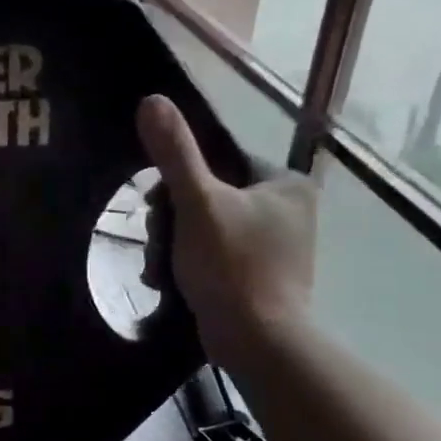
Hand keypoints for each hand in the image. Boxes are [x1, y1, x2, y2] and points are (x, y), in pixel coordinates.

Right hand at [137, 95, 315, 370]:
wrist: (255, 341)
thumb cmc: (231, 265)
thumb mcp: (197, 203)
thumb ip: (175, 153)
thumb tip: (151, 99)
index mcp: (286, 184)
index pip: (218, 163)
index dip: (180, 182)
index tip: (159, 207)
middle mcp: (288, 210)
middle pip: (208, 196)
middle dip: (173, 220)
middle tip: (161, 242)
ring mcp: (276, 245)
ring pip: (205, 227)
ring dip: (173, 243)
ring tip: (162, 267)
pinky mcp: (261, 276)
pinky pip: (214, 254)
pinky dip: (188, 263)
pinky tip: (171, 280)